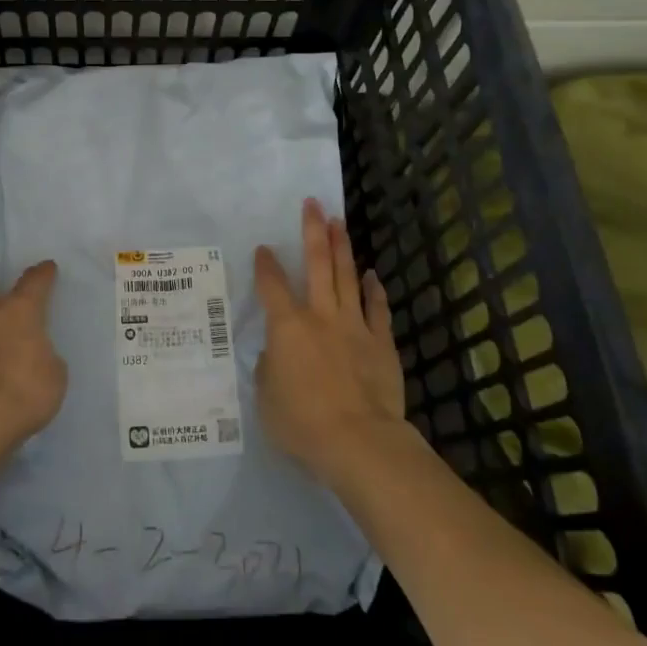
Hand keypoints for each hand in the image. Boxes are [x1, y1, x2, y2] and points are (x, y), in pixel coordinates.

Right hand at [253, 199, 406, 483]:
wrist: (359, 441)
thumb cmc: (302, 423)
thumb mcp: (267, 400)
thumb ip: (268, 370)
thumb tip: (275, 356)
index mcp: (287, 327)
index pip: (272, 286)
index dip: (266, 264)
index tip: (264, 248)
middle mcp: (320, 316)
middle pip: (316, 264)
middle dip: (313, 231)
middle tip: (313, 204)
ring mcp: (354, 326)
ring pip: (347, 277)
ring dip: (342, 248)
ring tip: (339, 222)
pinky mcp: (381, 343)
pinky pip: (377, 309)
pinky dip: (374, 290)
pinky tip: (372, 275)